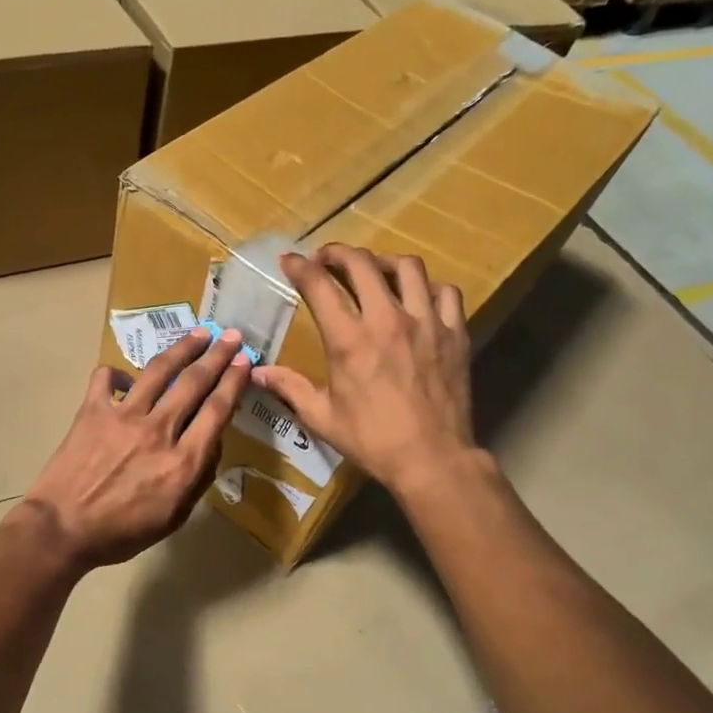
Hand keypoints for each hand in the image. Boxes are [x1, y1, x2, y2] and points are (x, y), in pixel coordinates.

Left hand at [23, 328, 252, 567]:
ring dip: (182, 348)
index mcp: (183, 461)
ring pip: (159, 371)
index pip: (217, 411)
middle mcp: (158, 430)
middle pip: (194, 382)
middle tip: (232, 336)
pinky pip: (106, 378)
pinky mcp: (92, 411)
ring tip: (198, 334)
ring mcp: (123, 416)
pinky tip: (126, 380)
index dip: (234, 381)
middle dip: (217, 355)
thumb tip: (211, 443)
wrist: (62, 529)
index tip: (245, 362)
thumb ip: (198, 479)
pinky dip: (118, 374)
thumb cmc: (121, 533)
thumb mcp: (174, 517)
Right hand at [253, 245, 478, 497]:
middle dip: (338, 253)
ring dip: (384, 262)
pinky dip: (428, 287)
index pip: (319, 285)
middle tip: (327, 259)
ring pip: (408, 267)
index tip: (289, 260)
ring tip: (374, 272)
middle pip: (362, 264)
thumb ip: (290, 387)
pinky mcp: (454, 333)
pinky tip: (417, 297)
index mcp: (349, 340)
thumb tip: (257, 372)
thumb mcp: (322, 417)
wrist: (432, 459)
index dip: (300, 267)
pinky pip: (445, 291)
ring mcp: (426, 323)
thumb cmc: (372, 439)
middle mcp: (387, 320)